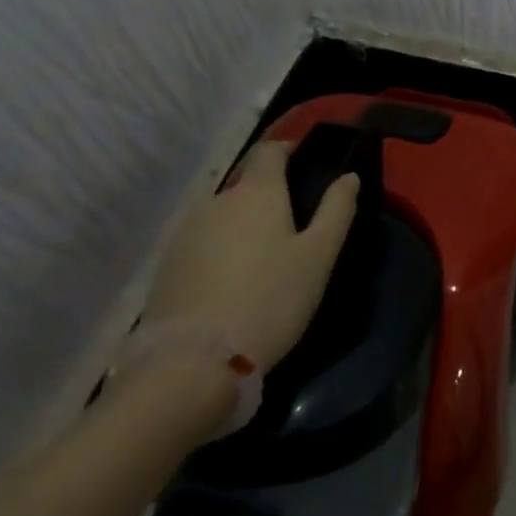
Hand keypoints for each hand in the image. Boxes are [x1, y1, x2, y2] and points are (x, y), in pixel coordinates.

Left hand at [139, 142, 358, 368]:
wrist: (191, 365)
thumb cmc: (269, 300)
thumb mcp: (319, 256)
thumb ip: (337, 210)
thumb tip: (349, 177)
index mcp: (256, 192)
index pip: (270, 150)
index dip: (289, 150)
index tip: (307, 164)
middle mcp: (217, 201)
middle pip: (246, 185)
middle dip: (269, 197)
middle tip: (293, 228)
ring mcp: (186, 234)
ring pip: (224, 216)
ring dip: (244, 227)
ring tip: (263, 261)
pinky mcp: (166, 267)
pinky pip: (203, 244)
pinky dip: (221, 252)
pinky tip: (232, 283)